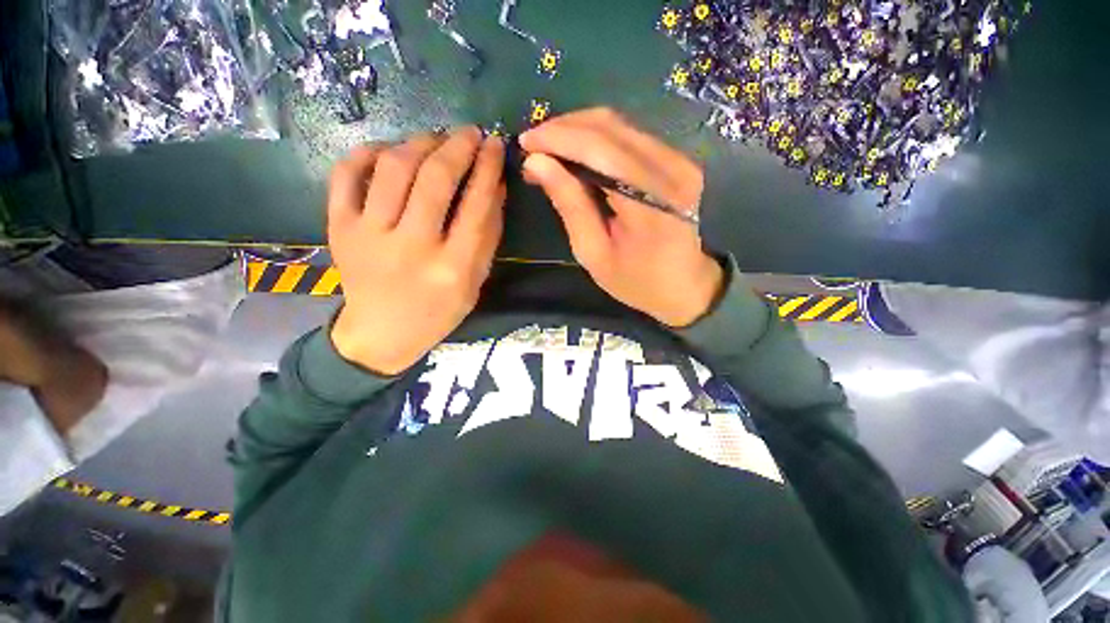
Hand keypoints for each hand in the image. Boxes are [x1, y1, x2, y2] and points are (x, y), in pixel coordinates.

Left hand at [328, 127, 505, 374]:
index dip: (488, 168)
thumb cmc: (439, 311)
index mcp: (452, 268)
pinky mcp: (338, 228)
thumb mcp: (475, 281)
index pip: (476, 206)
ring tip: (436, 139)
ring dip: (419, 142)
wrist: (381, 333)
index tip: (495, 144)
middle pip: (435, 179)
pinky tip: (389, 150)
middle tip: (470, 133)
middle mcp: (411, 248)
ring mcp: (368, 236)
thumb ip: (488, 235)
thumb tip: (495, 185)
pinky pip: (347, 174)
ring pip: (393, 168)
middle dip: (457, 146)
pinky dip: (367, 152)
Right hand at [519, 108, 723, 327]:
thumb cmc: (638, 282)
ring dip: (579, 131)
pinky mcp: (678, 160)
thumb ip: (570, 205)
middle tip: (533, 147)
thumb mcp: (594, 254)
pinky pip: (631, 136)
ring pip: (620, 125)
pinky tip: (577, 154)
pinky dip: (598, 140)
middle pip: (609, 127)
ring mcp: (680, 160)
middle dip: (563, 129)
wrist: (688, 287)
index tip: (525, 143)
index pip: (599, 150)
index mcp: (649, 202)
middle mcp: (671, 169)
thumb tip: (537, 163)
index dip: (558, 138)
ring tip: (550, 150)